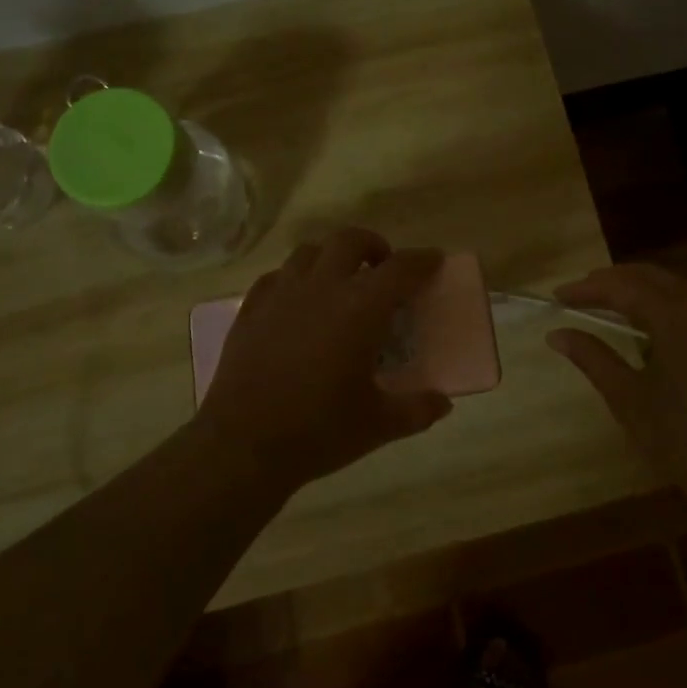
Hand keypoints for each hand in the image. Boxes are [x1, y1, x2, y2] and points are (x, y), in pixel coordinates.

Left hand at [196, 229, 450, 495]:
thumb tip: (443, 403)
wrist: (242, 446)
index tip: (433, 261)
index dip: (422, 261)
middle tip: (382, 269)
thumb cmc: (318, 431)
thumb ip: (417, 409)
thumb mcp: (379, 425)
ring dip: (332, 257)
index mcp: (360, 309)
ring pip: (310, 251)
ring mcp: (281, 294)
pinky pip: (277, 276)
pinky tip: (298, 302)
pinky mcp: (251, 309)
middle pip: (350, 241)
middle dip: (373, 246)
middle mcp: (322, 287)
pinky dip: (295, 278)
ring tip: (340, 281)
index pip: (400, 268)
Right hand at [548, 264, 686, 522]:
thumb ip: (593, 358)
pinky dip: (664, 305)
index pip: (622, 286)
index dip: (586, 288)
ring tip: (607, 307)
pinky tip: (649, 327)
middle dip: (611, 281)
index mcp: (676, 316)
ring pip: (674, 288)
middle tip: (578, 295)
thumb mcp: (630, 401)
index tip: (557, 296)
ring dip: (638, 291)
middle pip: (650, 277)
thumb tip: (557, 334)